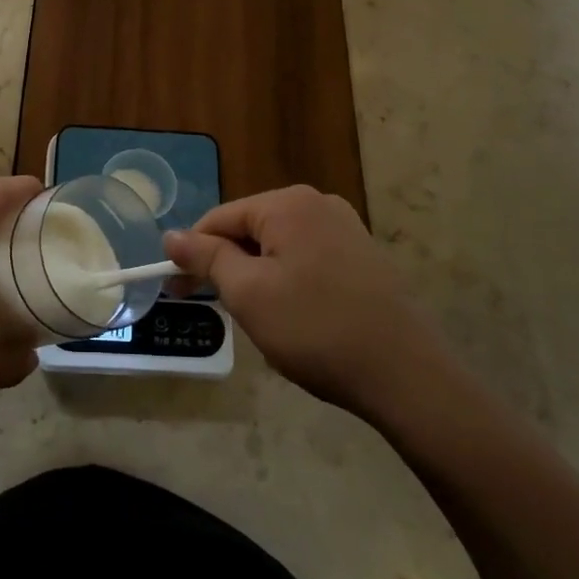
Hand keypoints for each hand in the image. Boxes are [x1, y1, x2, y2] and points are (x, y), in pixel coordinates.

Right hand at [163, 185, 442, 420]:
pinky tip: (296, 316)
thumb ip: (207, 257)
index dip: (192, 253)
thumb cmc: (315, 329)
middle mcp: (318, 203)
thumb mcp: (248, 293)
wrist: (406, 375)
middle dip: (228, 265)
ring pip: (279, 246)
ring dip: (257, 276)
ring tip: (259, 318)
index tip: (176, 290)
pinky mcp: (364, 255)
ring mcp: (346, 227)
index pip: (220, 218)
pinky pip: (308, 258)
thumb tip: (171, 235)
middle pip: (250, 229)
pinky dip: (289, 280)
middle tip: (216, 308)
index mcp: (287, 203)